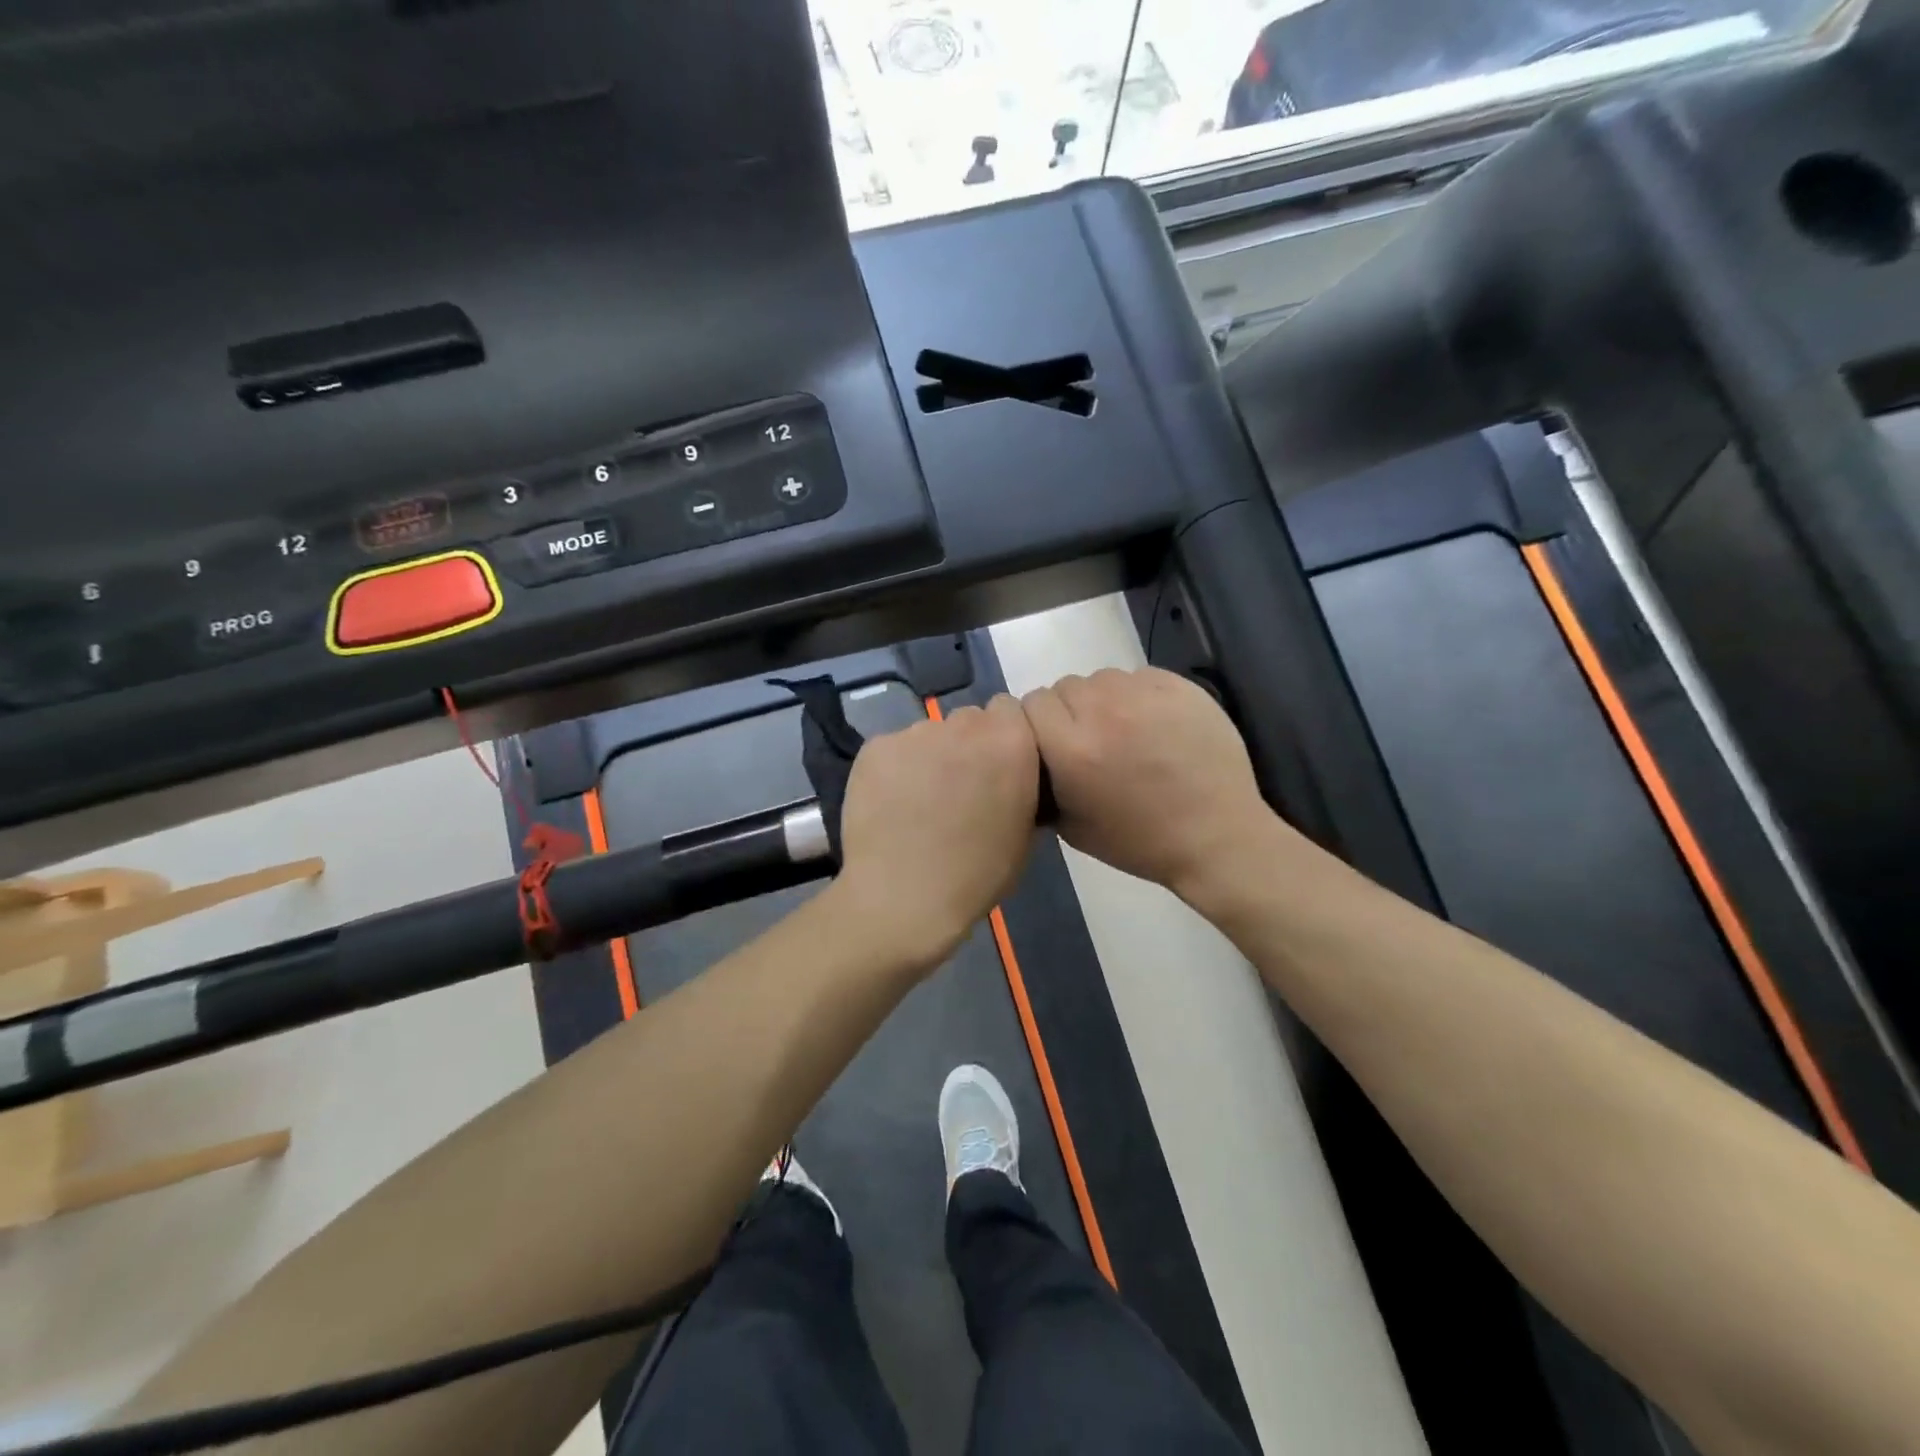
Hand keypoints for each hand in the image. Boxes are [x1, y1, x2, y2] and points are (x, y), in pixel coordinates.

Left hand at [837, 696, 1039, 967]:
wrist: (904, 898)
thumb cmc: (977, 875)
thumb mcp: (1024, 834)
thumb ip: (1021, 787)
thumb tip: (1011, 779)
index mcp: (1010, 741)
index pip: (1009, 710)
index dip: (1004, 736)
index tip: (996, 767)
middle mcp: (963, 724)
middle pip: (968, 719)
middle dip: (967, 744)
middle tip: (958, 787)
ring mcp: (914, 733)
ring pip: (928, 735)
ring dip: (930, 757)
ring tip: (918, 802)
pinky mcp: (874, 747)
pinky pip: (892, 750)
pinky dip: (894, 770)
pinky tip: (890, 805)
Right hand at [1021, 668, 1281, 902]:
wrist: (1215, 837)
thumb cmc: (1139, 842)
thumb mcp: (1070, 828)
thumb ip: (1041, 782)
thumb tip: (1032, 754)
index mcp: (1072, 749)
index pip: (1031, 704)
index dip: (1039, 724)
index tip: (1053, 745)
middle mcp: (1102, 711)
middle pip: (1064, 687)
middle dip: (1070, 711)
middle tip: (1092, 742)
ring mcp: (1144, 694)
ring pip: (1101, 678)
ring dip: (1103, 700)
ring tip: (1125, 731)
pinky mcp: (1179, 685)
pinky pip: (1139, 676)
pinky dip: (1138, 695)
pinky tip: (1154, 725)